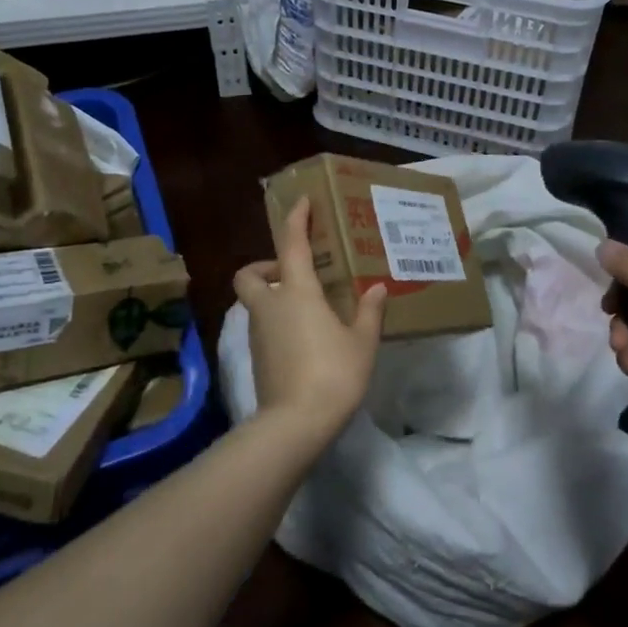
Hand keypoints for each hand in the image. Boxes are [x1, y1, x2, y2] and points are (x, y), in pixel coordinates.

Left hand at [233, 197, 385, 448]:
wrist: (295, 424)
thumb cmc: (333, 374)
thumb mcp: (362, 342)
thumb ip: (369, 312)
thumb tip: (378, 288)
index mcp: (297, 292)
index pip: (292, 244)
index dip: (295, 219)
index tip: (301, 202)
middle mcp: (270, 306)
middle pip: (249, 274)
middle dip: (263, 265)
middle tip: (291, 272)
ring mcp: (258, 334)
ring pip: (254, 302)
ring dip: (271, 296)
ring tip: (306, 307)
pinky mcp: (256, 358)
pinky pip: (262, 327)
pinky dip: (276, 322)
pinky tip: (303, 337)